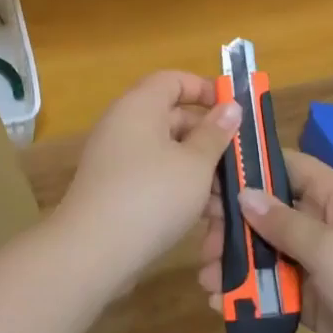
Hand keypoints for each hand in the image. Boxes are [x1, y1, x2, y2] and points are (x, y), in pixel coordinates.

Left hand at [54, 71, 241, 290]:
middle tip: (240, 161)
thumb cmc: (152, 196)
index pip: (174, 80)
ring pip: (168, 153)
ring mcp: (118, 159)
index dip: (205, 89)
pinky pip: (155, 178)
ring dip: (200, 171)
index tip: (234, 110)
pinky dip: (180, 190)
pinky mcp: (116, 191)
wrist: (92, 253)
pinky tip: (206, 217)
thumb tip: (230, 106)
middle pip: (174, 118)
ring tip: (230, 199)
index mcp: (140, 105)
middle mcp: (125, 125)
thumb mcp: (195, 164)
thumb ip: (215, 133)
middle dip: (210, 139)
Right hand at [199, 150, 332, 332]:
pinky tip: (222, 303)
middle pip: (268, 212)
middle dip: (233, 225)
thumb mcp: (328, 245)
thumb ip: (282, 222)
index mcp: (331, 195)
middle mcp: (321, 222)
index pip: (284, 167)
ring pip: (267, 253)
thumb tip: (243, 193)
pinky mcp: (313, 299)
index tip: (208, 177)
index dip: (249, 168)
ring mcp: (317, 262)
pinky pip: (274, 289)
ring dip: (236, 263)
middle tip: (201, 239)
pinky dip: (250, 294)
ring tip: (206, 277)